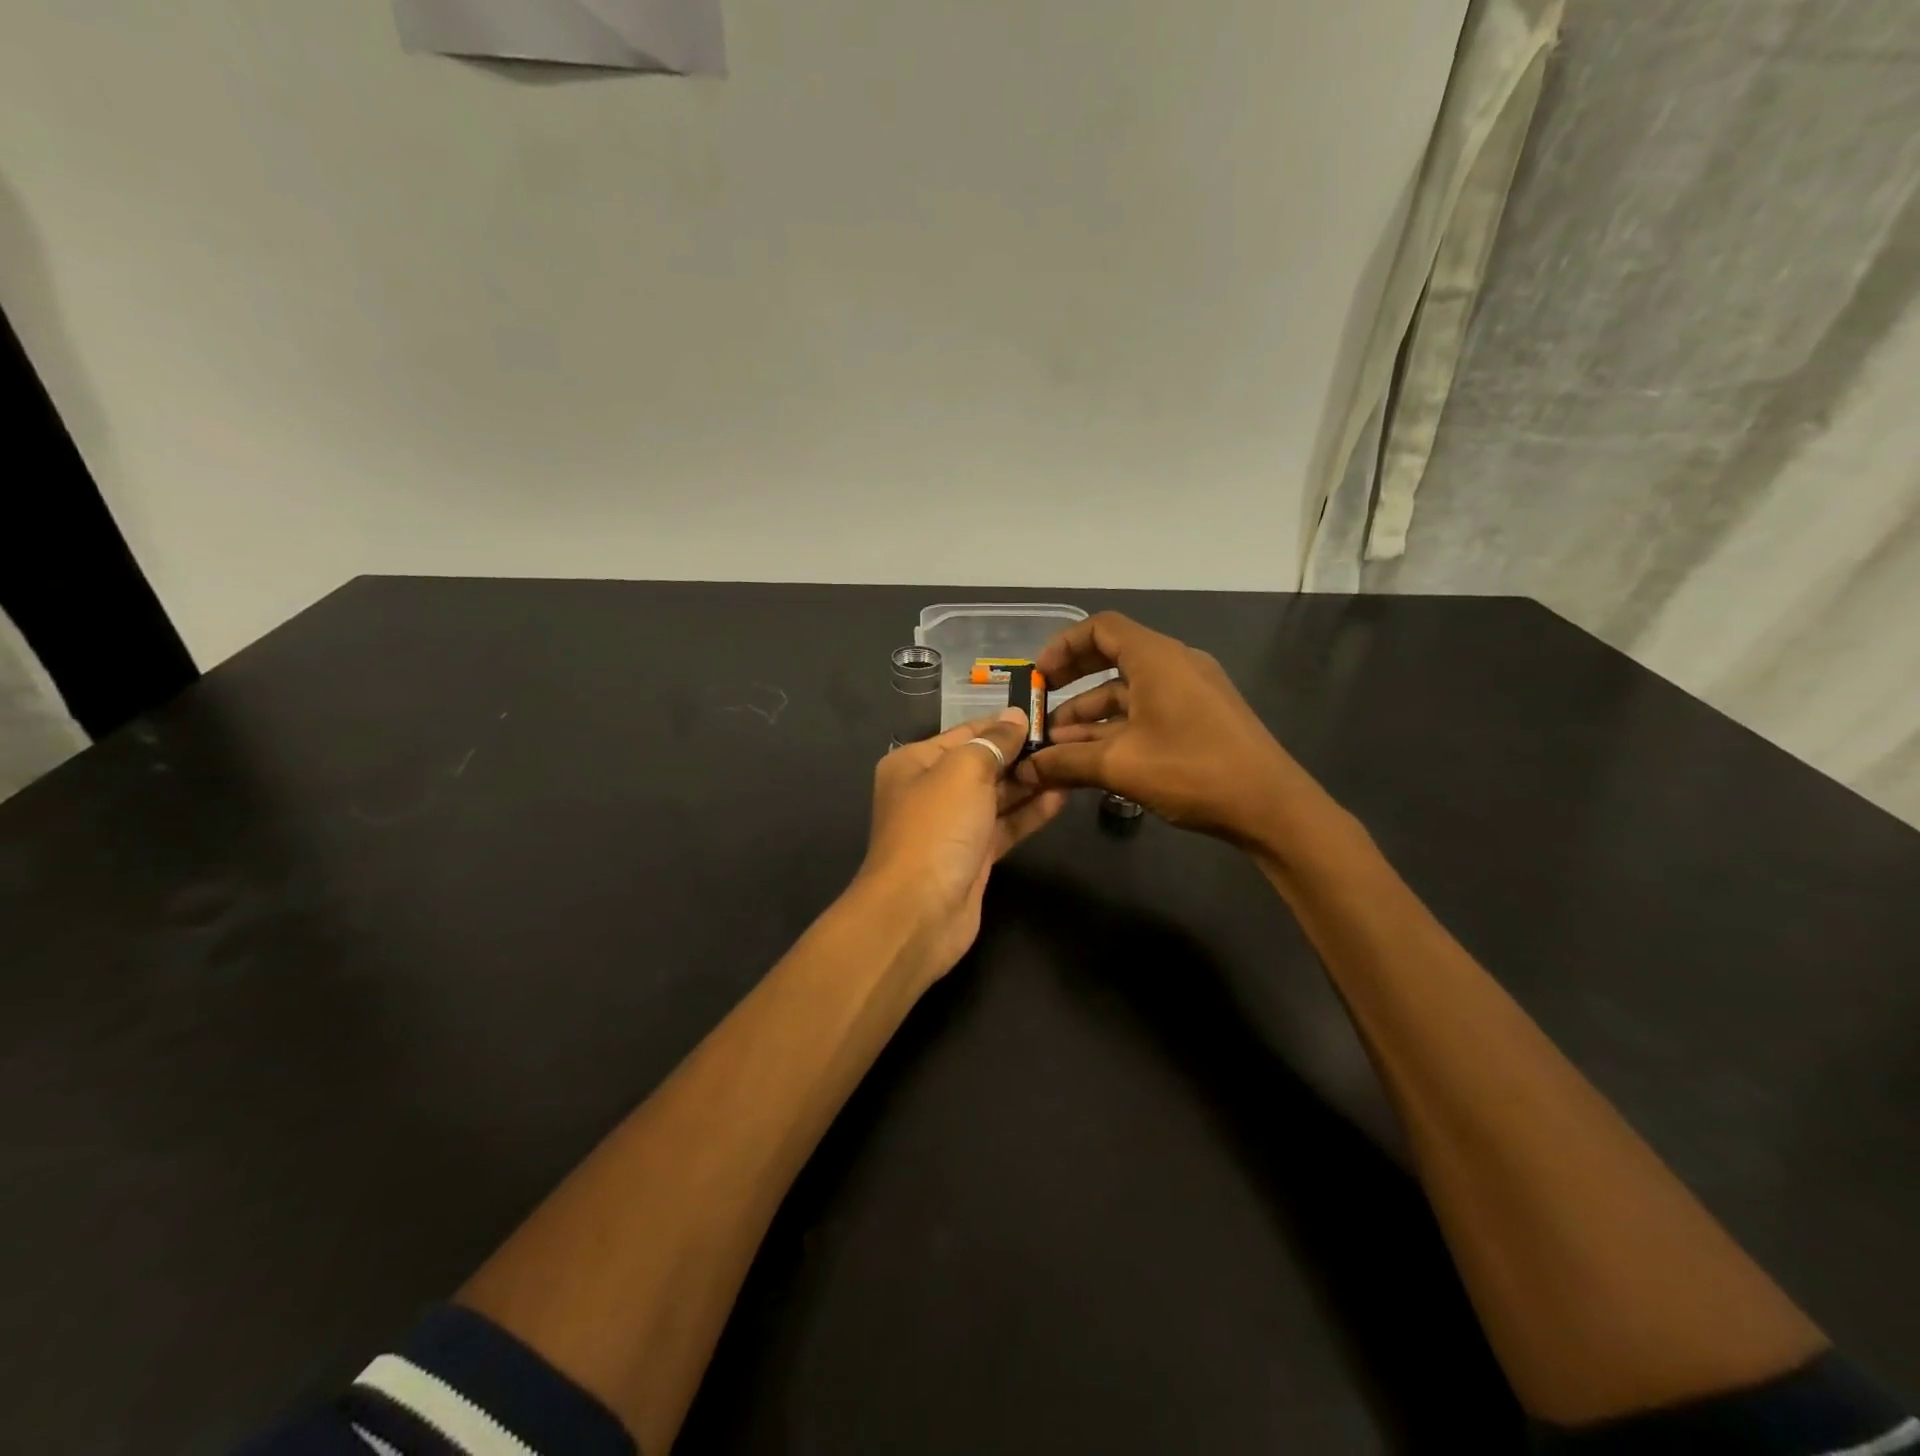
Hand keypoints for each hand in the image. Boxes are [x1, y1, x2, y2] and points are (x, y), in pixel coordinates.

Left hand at [853, 709, 1069, 980]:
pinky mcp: (972, 857)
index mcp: (914, 762)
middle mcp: (929, 791)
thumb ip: (993, 741)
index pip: (965, 733)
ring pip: (996, 797)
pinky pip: (1004, 826)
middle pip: (982, 764)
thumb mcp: (964, 770)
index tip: (1044, 715)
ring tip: (1070, 765)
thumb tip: (1015, 717)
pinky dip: (1029, 813)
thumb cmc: (937, 828)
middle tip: (1066, 742)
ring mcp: (951, 827)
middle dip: (1020, 754)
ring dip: (1030, 783)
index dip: (1003, 724)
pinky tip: (1061, 798)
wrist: (919, 911)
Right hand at [1014, 612, 1314, 847]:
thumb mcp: (1120, 765)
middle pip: (1112, 656)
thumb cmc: (1193, 771)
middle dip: (1072, 682)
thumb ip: (1066, 762)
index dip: (1063, 646)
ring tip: (1059, 747)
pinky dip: (1118, 727)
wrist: (1272, 807)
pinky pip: (1148, 709)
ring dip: (1091, 714)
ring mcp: (1191, 691)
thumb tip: (1025, 768)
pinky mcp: (1201, 717)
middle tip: (1041, 709)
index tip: (1038, 677)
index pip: (1100, 628)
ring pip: (1129, 690)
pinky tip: (1094, 757)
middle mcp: (1175, 664)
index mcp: (1157, 658)